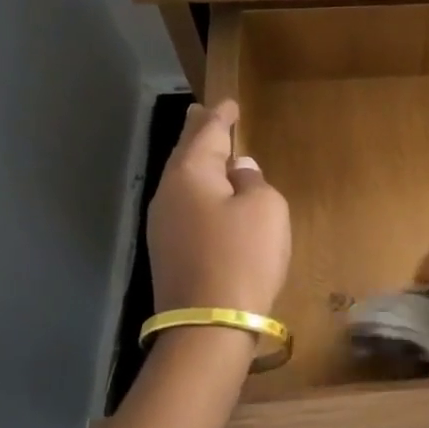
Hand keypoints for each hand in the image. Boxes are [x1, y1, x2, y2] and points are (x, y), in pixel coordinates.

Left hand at [148, 101, 290, 315]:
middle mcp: (168, 194)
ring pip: (183, 183)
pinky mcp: (170, 253)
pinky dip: (199, 193)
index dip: (220, 116)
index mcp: (189, 174)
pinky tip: (210, 198)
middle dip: (196, 133)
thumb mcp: (265, 208)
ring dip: (197, 164)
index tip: (228, 102)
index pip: (206, 133)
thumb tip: (238, 171)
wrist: (210, 325)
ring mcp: (163, 226)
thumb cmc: (243, 255)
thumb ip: (254, 181)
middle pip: (185, 155)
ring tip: (209, 152)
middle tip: (201, 112)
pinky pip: (186, 207)